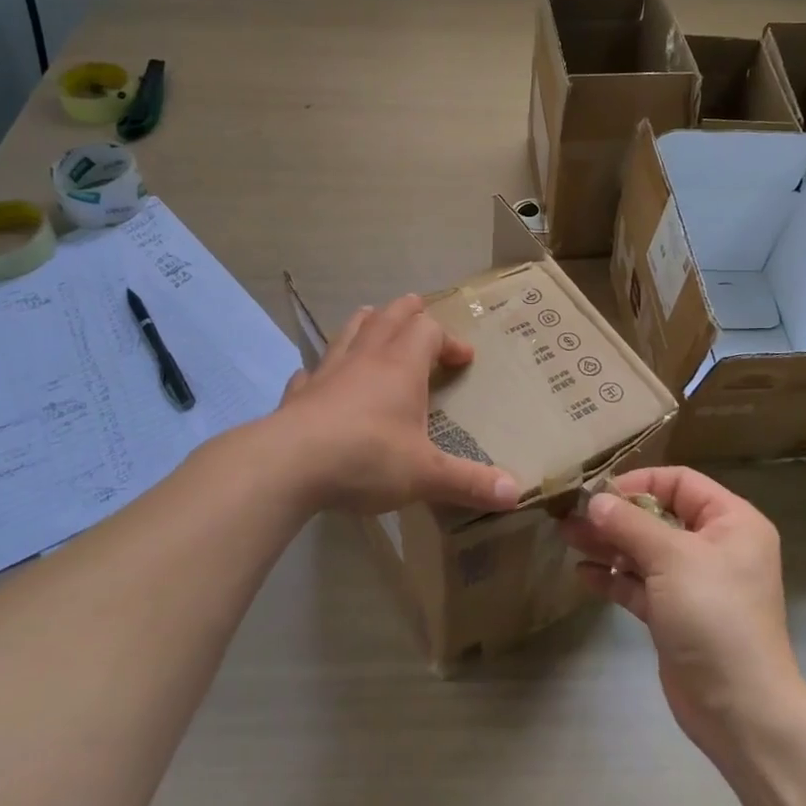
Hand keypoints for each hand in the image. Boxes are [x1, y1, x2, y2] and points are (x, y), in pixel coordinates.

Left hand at [275, 294, 520, 515]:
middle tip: (422, 314)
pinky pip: (312, 371)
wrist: (289, 465)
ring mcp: (328, 371)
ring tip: (376, 324)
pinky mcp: (299, 393)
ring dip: (368, 323)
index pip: (430, 332)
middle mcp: (366, 358)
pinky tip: (322, 380)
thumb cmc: (366, 458)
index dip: (450, 341)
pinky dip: (323, 370)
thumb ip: (469, 482)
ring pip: (350, 331)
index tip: (464, 360)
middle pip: (390, 315)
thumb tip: (516, 494)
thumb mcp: (426, 475)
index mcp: (401, 367)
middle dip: (409, 312)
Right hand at [560, 467, 802, 750]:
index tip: (600, 494)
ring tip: (566, 536)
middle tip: (570, 514)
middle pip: (658, 516)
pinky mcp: (675, 615)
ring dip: (607, 544)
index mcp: (731, 522)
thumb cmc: (714, 616)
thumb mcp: (672, 558)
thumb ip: (630, 524)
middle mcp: (715, 546)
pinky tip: (582, 574)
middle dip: (615, 516)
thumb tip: (595, 501)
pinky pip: (640, 585)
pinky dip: (613, 578)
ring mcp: (694, 583)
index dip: (639, 482)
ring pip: (644, 551)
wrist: (738, 709)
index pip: (680, 482)